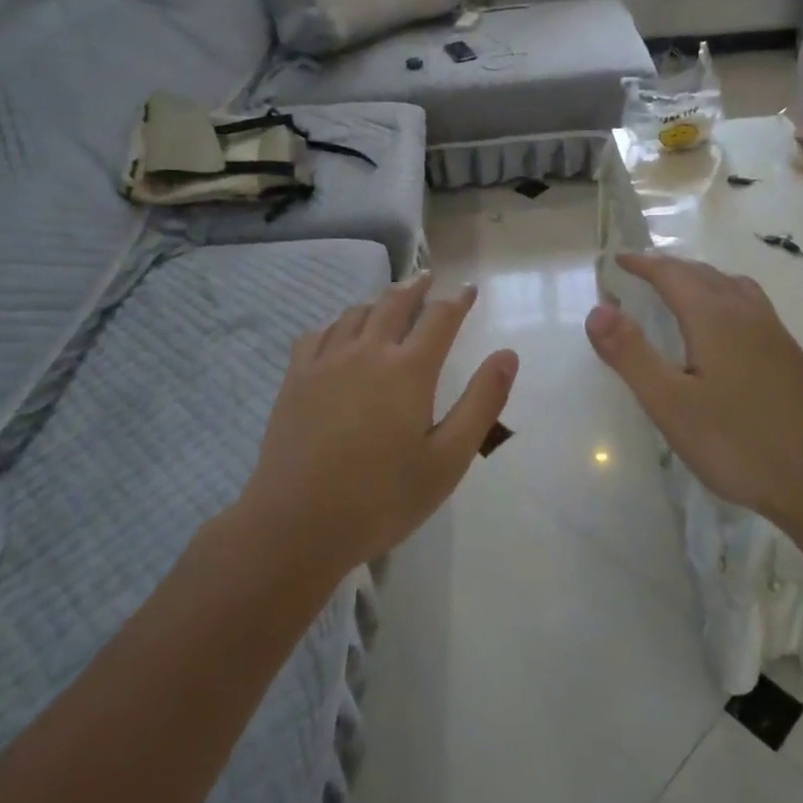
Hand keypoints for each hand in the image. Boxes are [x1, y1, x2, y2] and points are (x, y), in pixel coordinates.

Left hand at [240, 273, 518, 573]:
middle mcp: (367, 352)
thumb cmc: (383, 498)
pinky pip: (317, 334)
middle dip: (416, 287)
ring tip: (389, 301)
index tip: (469, 290)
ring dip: (378, 301)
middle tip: (428, 278)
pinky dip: (336, 323)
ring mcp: (325, 363)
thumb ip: (482, 402)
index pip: (440, 318)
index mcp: (408, 370)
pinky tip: (338, 332)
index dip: (458, 300)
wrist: (298, 524)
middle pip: (394, 303)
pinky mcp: (295, 379)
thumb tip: (507, 355)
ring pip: (355, 314)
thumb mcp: (448, 458)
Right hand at [584, 252, 802, 526]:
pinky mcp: (791, 357)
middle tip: (642, 272)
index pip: (673, 275)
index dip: (644, 265)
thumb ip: (631, 355)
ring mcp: (775, 334)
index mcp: (715, 318)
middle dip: (670, 267)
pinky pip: (750, 305)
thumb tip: (597, 310)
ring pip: (733, 286)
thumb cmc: (740, 443)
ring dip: (701, 278)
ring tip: (682, 288)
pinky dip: (725, 296)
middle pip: (704, 274)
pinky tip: (726, 328)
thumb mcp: (671, 404)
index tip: (618, 260)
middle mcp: (747, 314)